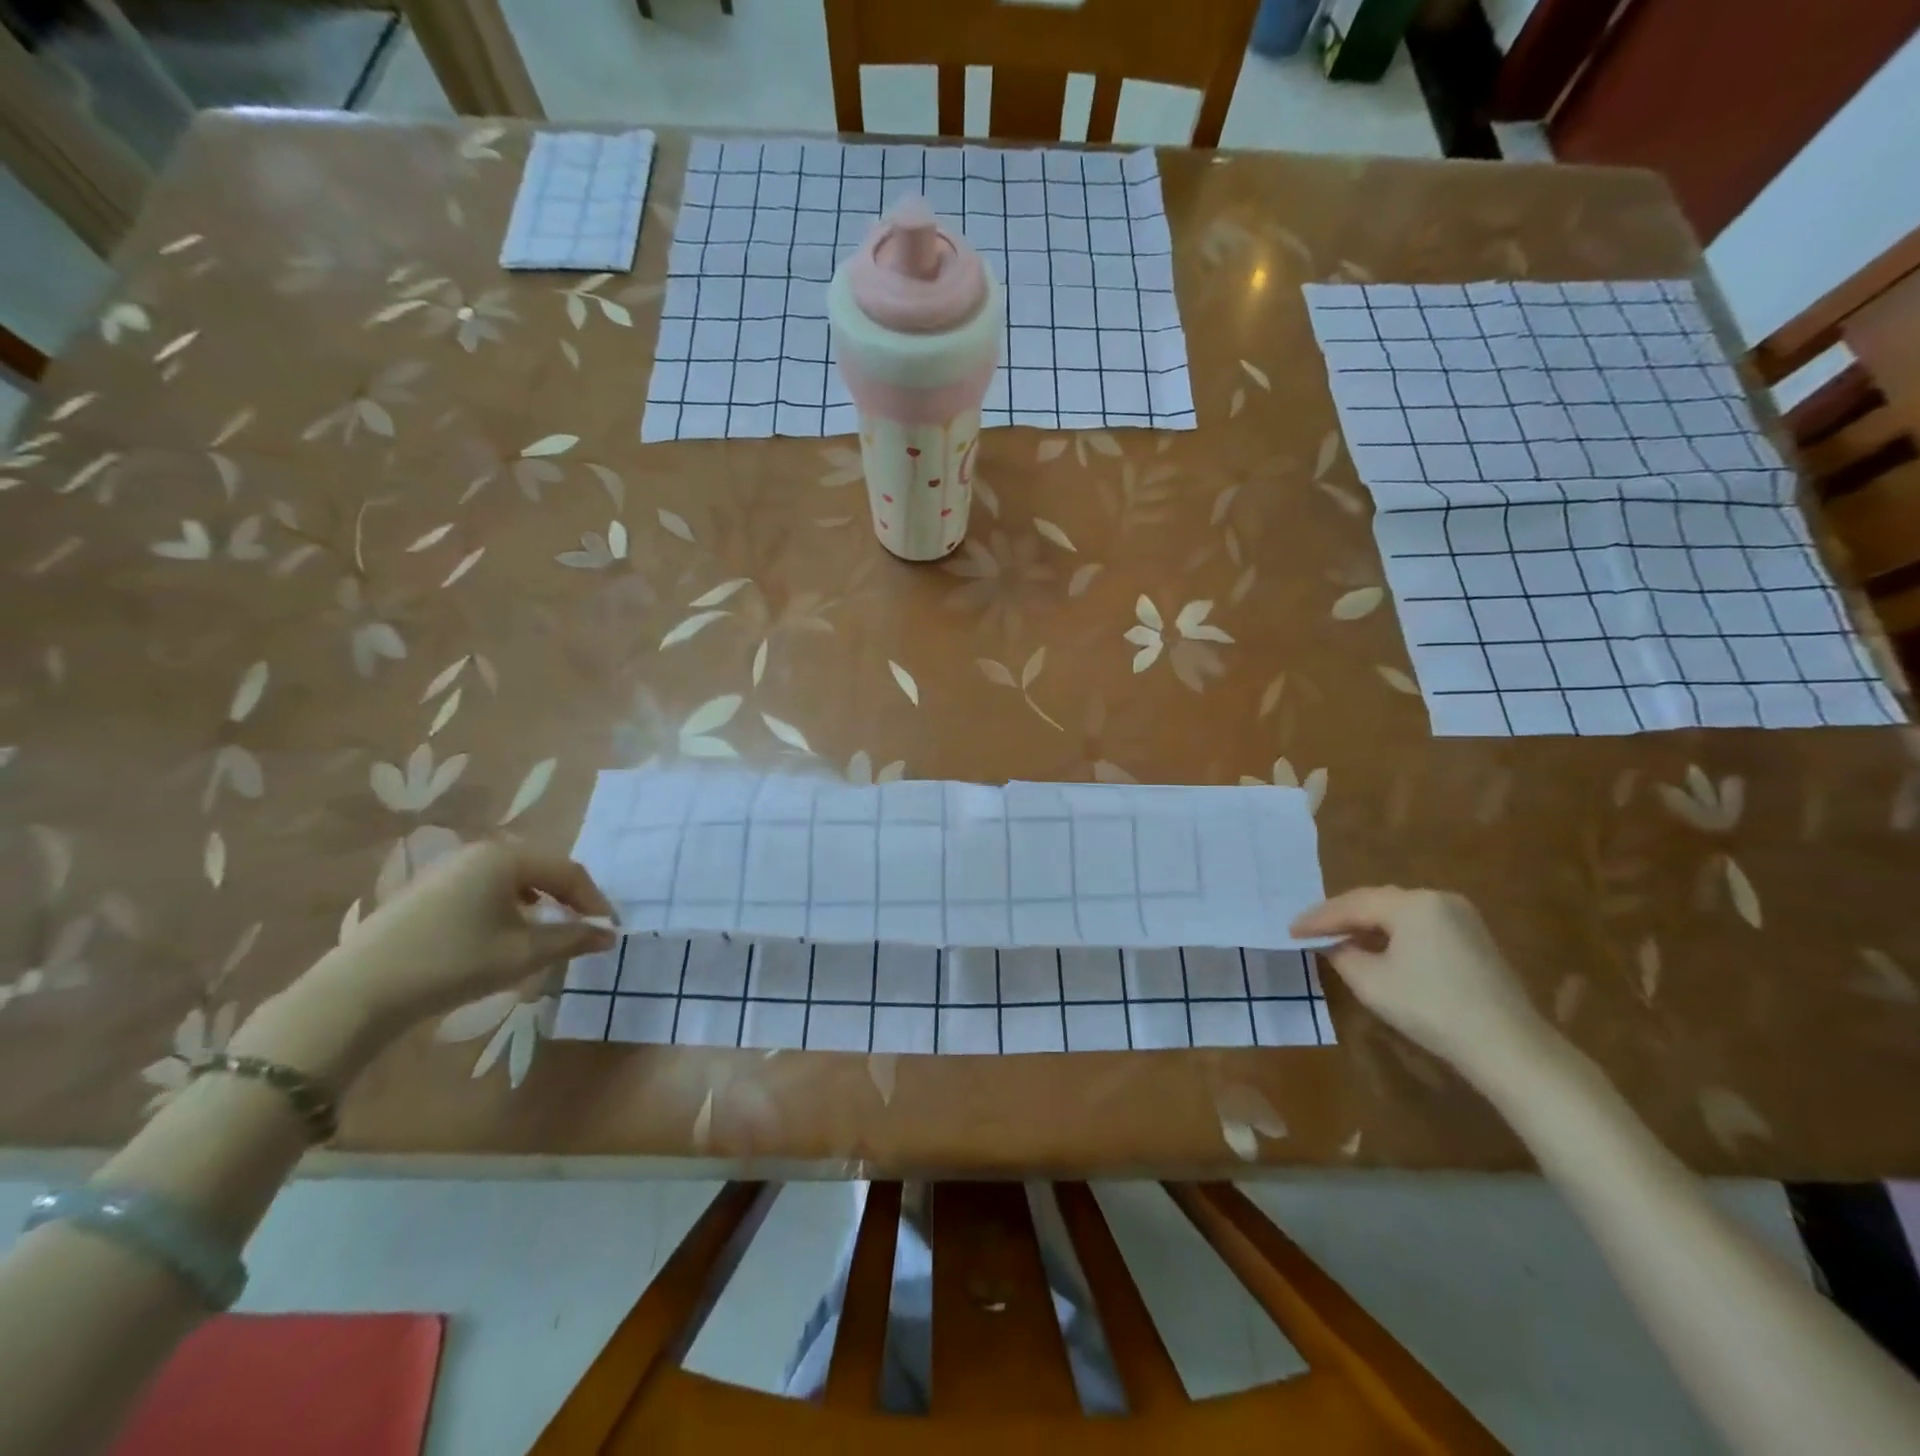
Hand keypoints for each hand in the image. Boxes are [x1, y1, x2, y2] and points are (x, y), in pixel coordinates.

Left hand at [238, 844, 616, 1083]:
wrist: (358, 992)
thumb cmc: (453, 962)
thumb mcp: (523, 953)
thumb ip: (572, 939)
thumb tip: (609, 935)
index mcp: (506, 856)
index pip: (568, 872)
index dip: (594, 901)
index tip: (609, 930)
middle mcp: (479, 852)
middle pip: (541, 870)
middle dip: (567, 899)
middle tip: (583, 928)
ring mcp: (448, 869)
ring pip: (512, 880)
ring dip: (538, 904)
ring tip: (548, 934)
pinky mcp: (426, 890)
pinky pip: (485, 889)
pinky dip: (508, 907)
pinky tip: (503, 935)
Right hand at [1291, 887, 1549, 1078]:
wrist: (1508, 1047)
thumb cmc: (1431, 1008)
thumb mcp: (1371, 982)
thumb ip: (1341, 954)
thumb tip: (1333, 944)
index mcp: (1412, 903)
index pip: (1352, 904)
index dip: (1318, 919)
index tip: (1289, 931)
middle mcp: (1437, 898)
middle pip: (1376, 902)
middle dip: (1341, 917)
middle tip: (1310, 931)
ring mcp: (1461, 917)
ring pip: (1398, 913)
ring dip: (1367, 925)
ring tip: (1338, 939)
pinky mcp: (1474, 938)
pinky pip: (1420, 926)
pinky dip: (1393, 934)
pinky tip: (1377, 949)